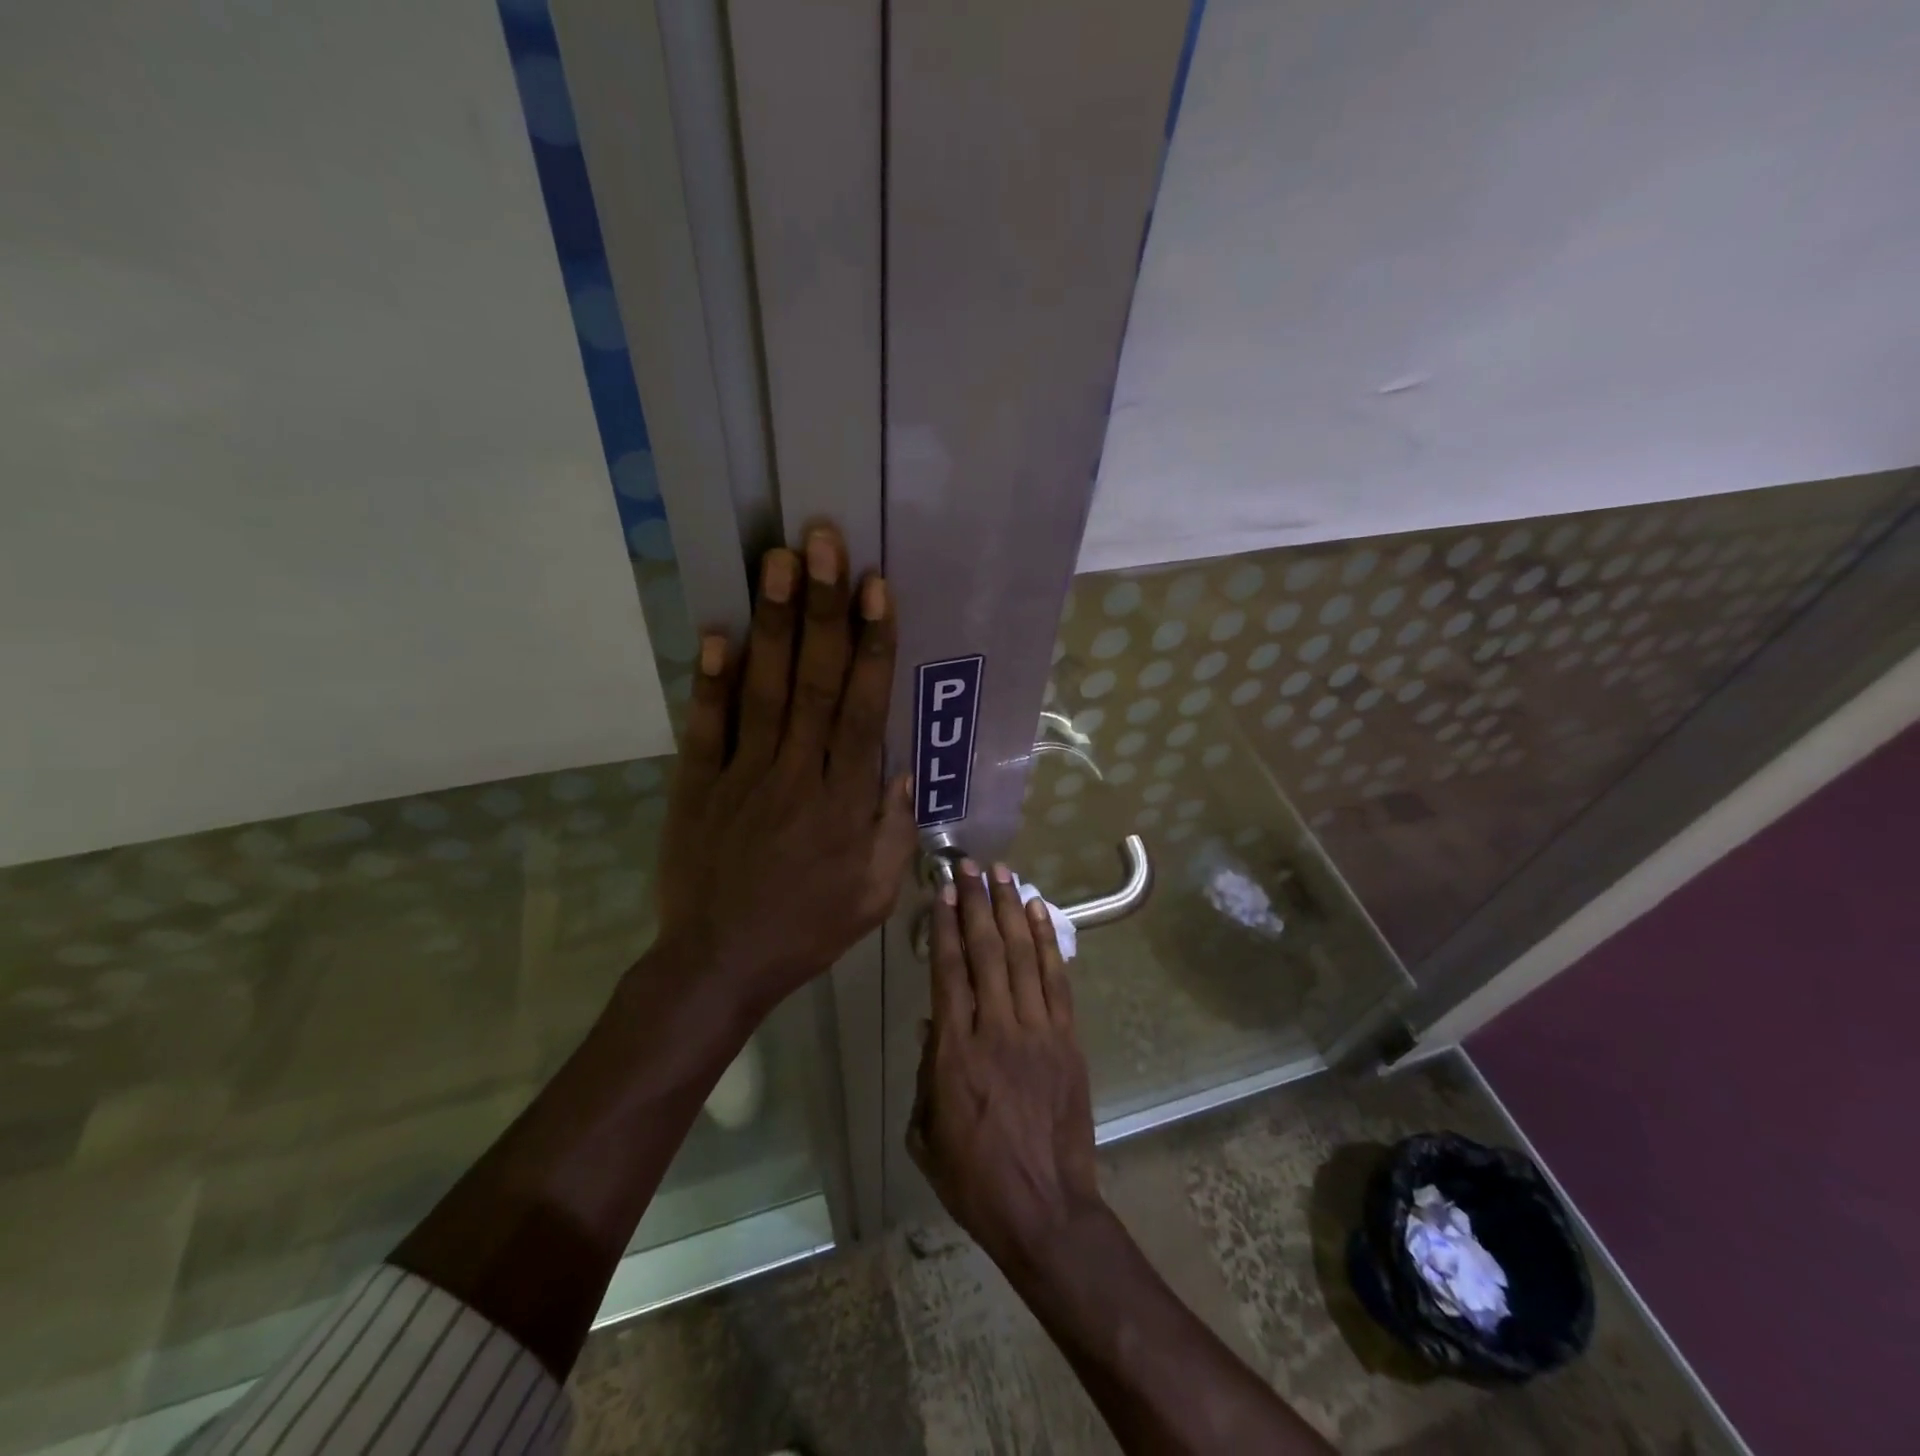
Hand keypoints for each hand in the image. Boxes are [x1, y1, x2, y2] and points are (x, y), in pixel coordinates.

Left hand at [657, 523, 915, 1007]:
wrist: (720, 963)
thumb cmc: (808, 928)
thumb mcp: (875, 894)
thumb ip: (892, 830)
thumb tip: (898, 769)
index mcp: (844, 800)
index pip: (862, 708)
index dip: (871, 644)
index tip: (876, 588)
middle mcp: (796, 774)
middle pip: (814, 681)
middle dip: (823, 608)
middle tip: (823, 543)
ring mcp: (742, 775)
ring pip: (765, 689)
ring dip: (774, 623)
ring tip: (777, 562)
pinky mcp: (697, 785)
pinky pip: (706, 727)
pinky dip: (711, 681)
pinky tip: (716, 632)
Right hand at [908, 860, 1104, 1268]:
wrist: (1045, 1209)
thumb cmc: (974, 1178)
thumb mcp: (926, 1132)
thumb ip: (928, 1072)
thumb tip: (934, 1022)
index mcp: (955, 1052)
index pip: (949, 971)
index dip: (946, 925)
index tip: (944, 891)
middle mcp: (996, 1029)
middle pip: (986, 951)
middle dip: (977, 903)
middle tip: (971, 866)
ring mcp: (1038, 1031)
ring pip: (1022, 955)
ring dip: (1012, 910)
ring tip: (1005, 874)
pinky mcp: (1068, 1040)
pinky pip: (1056, 980)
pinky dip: (1046, 942)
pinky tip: (1039, 913)